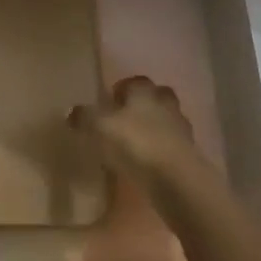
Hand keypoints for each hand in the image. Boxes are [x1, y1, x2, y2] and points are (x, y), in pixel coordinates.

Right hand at [69, 75, 198, 188]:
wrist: (177, 179)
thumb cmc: (136, 143)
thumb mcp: (100, 127)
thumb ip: (85, 117)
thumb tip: (71, 111)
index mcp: (144, 92)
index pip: (135, 81)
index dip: (123, 88)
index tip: (110, 100)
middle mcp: (165, 105)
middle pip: (157, 97)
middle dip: (143, 105)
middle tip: (125, 120)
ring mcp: (181, 131)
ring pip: (166, 122)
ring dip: (154, 129)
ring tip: (135, 145)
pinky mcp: (189, 157)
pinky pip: (172, 147)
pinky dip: (161, 152)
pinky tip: (147, 165)